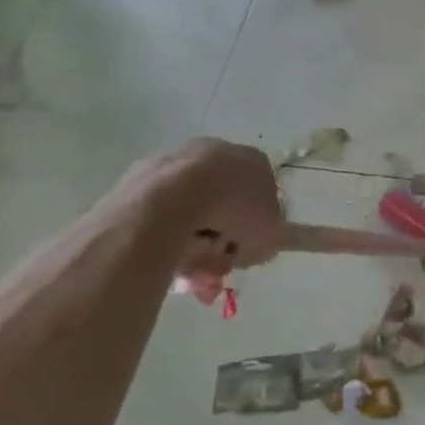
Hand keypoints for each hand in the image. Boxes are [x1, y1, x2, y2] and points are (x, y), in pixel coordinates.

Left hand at [123, 140, 424, 300]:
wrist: (166, 200)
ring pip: (193, 218)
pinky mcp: (138, 184)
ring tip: (197, 268)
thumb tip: (280, 245)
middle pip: (227, 208)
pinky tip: (170, 258)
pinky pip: (161, 221)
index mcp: (247, 162)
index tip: (267, 231)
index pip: (265, 194)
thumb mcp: (270, 230)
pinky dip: (170, 241)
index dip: (268, 218)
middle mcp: (212, 156)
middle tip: (225, 265)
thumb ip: (285, 235)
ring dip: (200, 245)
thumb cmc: (230, 210)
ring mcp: (171, 167)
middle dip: (229, 237)